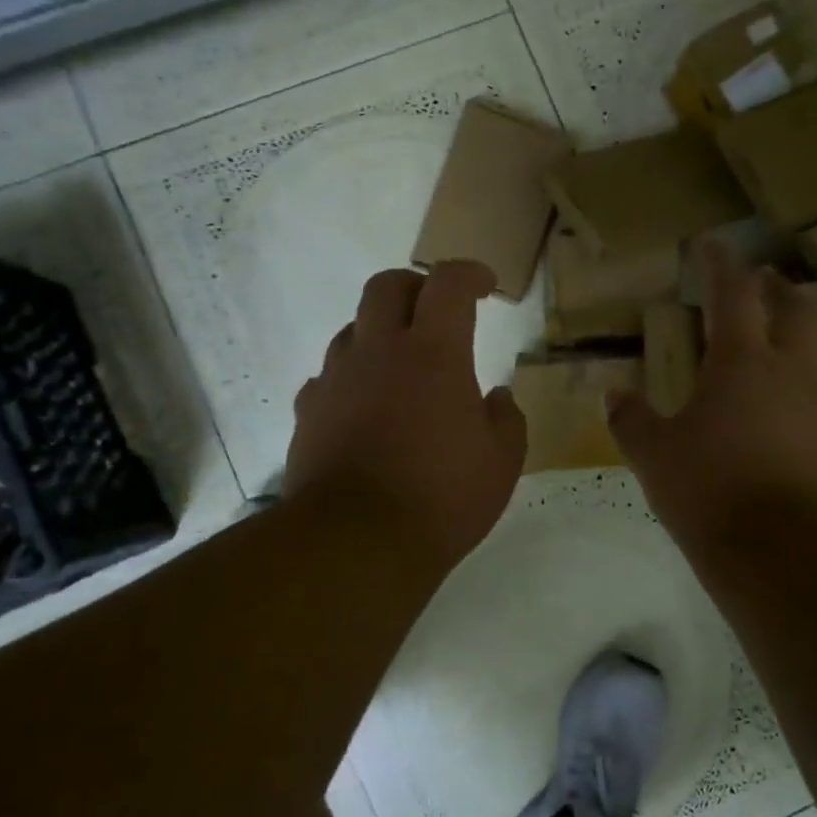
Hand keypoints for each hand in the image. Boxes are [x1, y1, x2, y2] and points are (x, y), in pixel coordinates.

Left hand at [285, 261, 526, 570]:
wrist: (356, 542)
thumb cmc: (442, 498)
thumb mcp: (502, 463)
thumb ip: (507, 420)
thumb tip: (497, 398)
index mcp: (433, 354)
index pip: (448, 284)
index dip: (469, 273)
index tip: (484, 285)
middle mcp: (379, 352)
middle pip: (386, 287)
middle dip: (415, 287)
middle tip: (435, 310)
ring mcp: (336, 380)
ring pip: (353, 329)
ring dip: (380, 333)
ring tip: (400, 365)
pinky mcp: (309, 412)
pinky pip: (328, 377)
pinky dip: (350, 379)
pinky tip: (363, 407)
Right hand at [608, 241, 816, 548]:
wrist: (782, 553)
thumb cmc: (709, 489)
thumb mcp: (654, 455)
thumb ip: (632, 420)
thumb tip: (613, 396)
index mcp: (742, 363)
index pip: (734, 294)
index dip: (721, 264)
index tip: (713, 243)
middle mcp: (789, 375)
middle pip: (799, 312)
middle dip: (780, 290)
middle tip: (764, 283)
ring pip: (810, 359)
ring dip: (789, 345)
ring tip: (760, 360)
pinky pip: (811, 405)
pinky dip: (790, 397)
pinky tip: (767, 423)